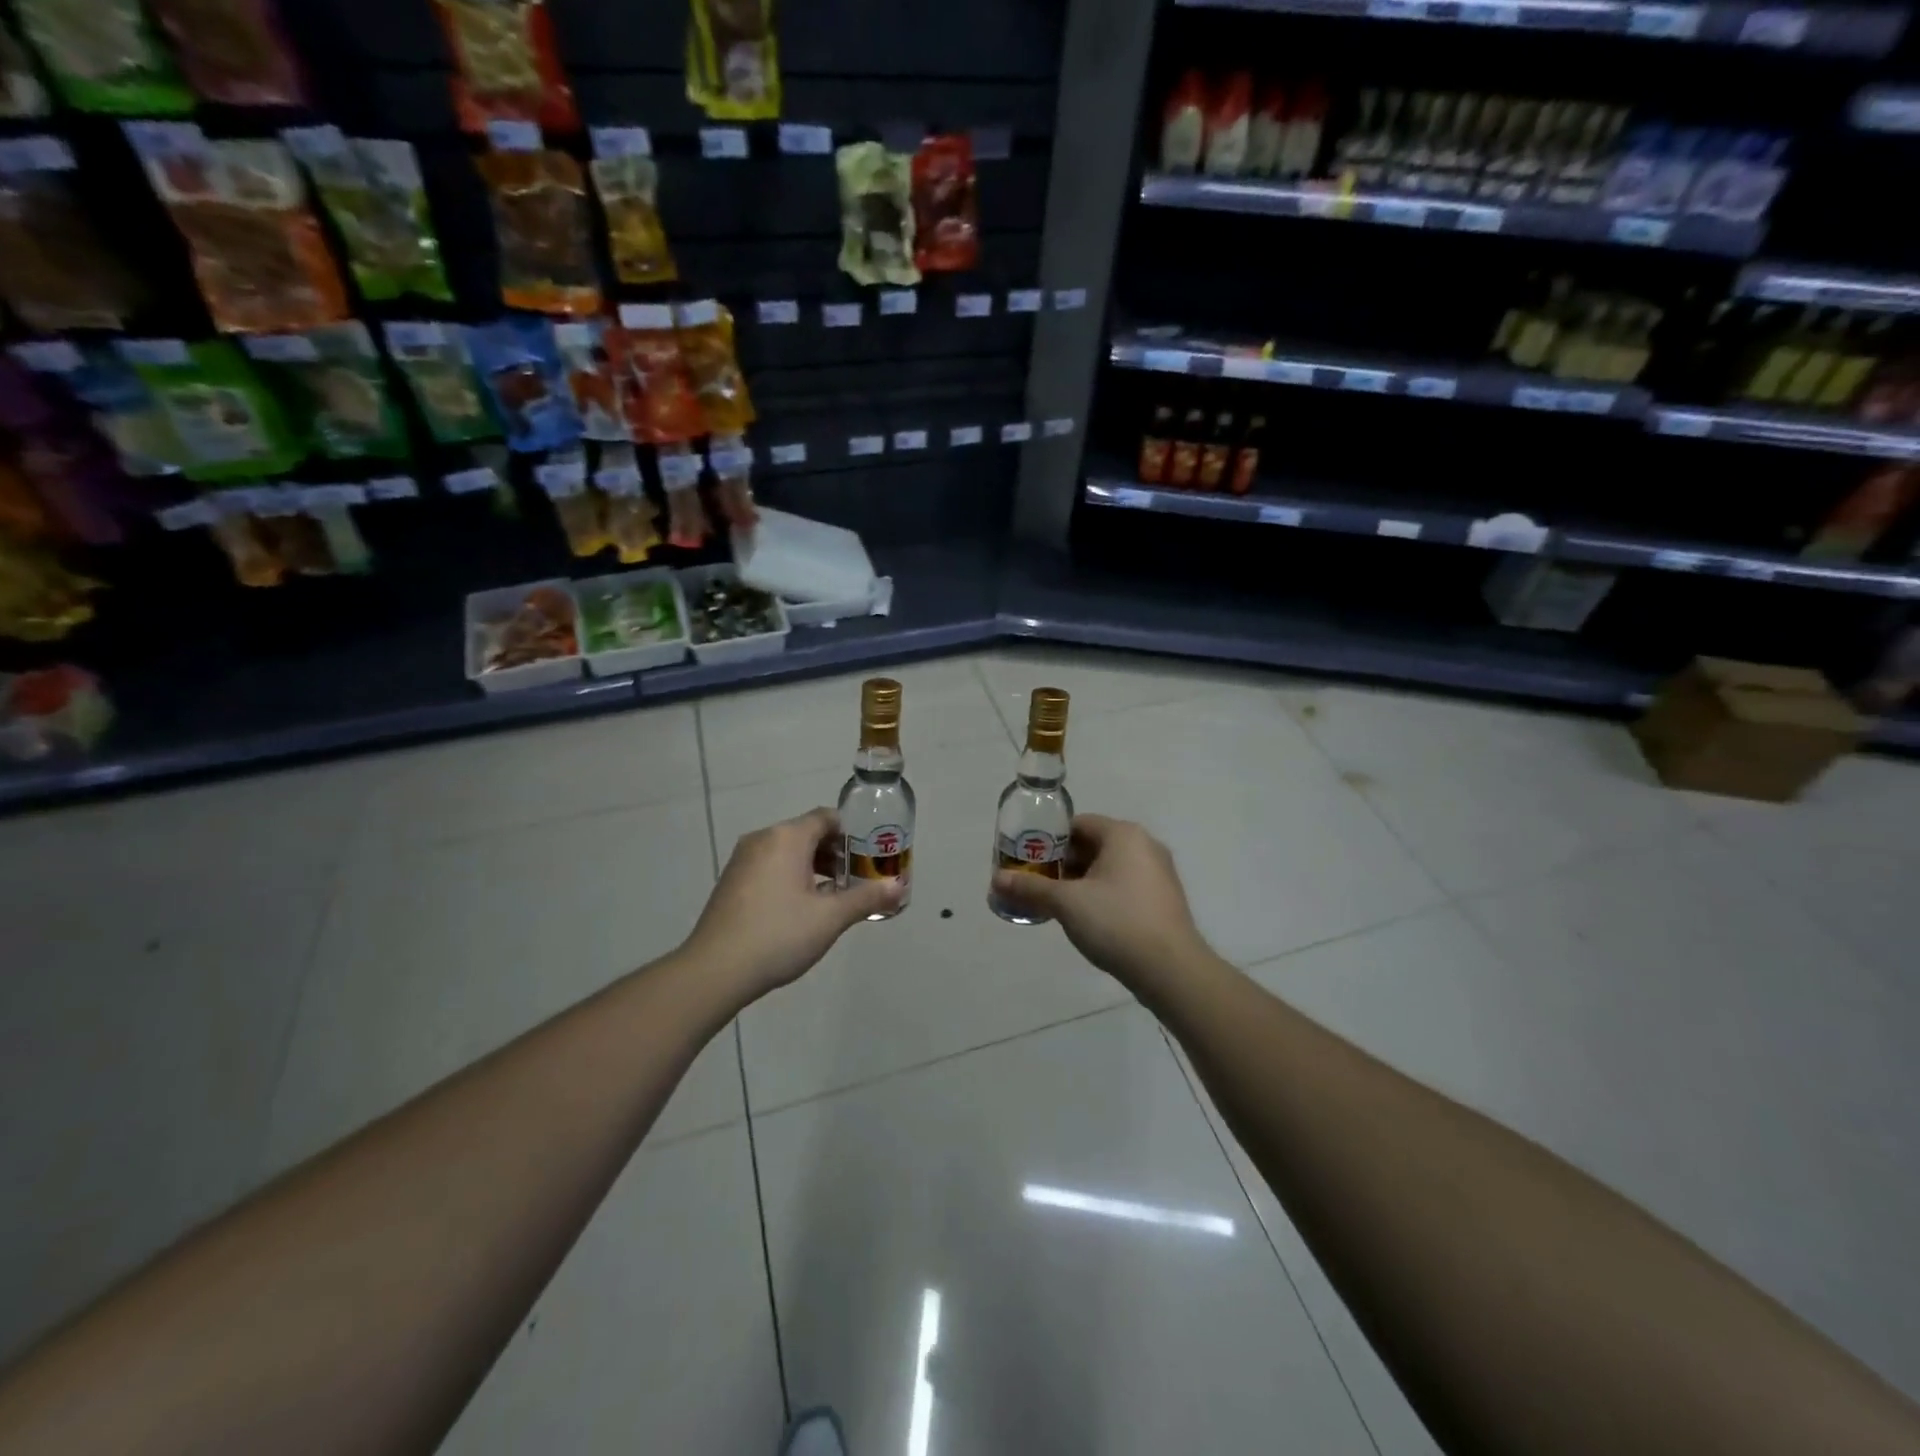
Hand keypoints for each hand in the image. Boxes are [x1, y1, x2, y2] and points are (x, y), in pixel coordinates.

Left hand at [685, 807, 903, 1000]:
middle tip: (859, 879)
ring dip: (814, 868)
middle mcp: (762, 839)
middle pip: (807, 834)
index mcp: (787, 837)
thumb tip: (899, 887)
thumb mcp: (831, 918)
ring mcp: (742, 860)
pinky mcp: (731, 882)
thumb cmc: (779, 934)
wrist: (715, 970)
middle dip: (836, 854)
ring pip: (788, 852)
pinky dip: (791, 878)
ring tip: (835, 897)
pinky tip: (802, 910)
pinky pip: (770, 867)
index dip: (852, 833)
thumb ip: (867, 898)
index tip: (871, 857)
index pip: (826, 818)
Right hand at [991, 814, 1207, 992]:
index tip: (1028, 860)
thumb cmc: (1116, 923)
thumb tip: (996, 880)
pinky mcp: (1164, 899)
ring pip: (1109, 867)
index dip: (1049, 840)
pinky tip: (1087, 919)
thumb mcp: (1066, 903)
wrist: (1171, 970)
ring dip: (1082, 881)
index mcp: (1123, 834)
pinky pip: (1125, 886)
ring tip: (1056, 904)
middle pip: (1094, 845)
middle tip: (1037, 884)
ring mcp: (1159, 873)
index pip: (1078, 824)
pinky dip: (1103, 895)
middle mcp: (1145, 845)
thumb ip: (1031, 888)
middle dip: (1063, 864)